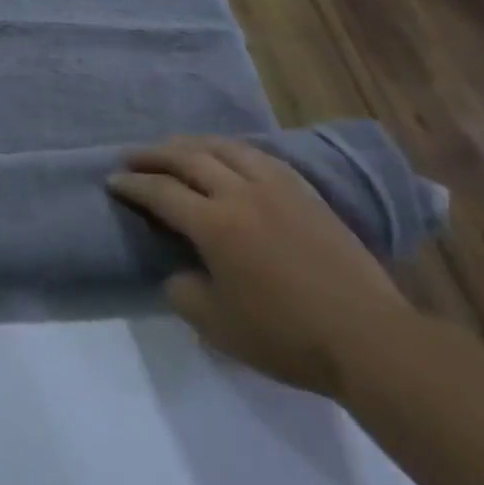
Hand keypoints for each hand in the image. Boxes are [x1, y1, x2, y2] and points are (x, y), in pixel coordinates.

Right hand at [109, 138, 416, 397]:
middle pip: (188, 158)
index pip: (160, 191)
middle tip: (132, 157)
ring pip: (225, 148)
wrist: (371, 340)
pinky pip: (260, 157)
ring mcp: (277, 189)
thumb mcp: (217, 325)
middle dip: (154, 155)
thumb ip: (183, 291)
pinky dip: (233, 151)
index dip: (132, 184)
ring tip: (175, 149)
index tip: (112, 181)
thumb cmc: (287, 336)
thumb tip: (178, 270)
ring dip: (192, 144)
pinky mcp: (307, 194)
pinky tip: (228, 157)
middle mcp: (240, 194)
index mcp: (213, 224)